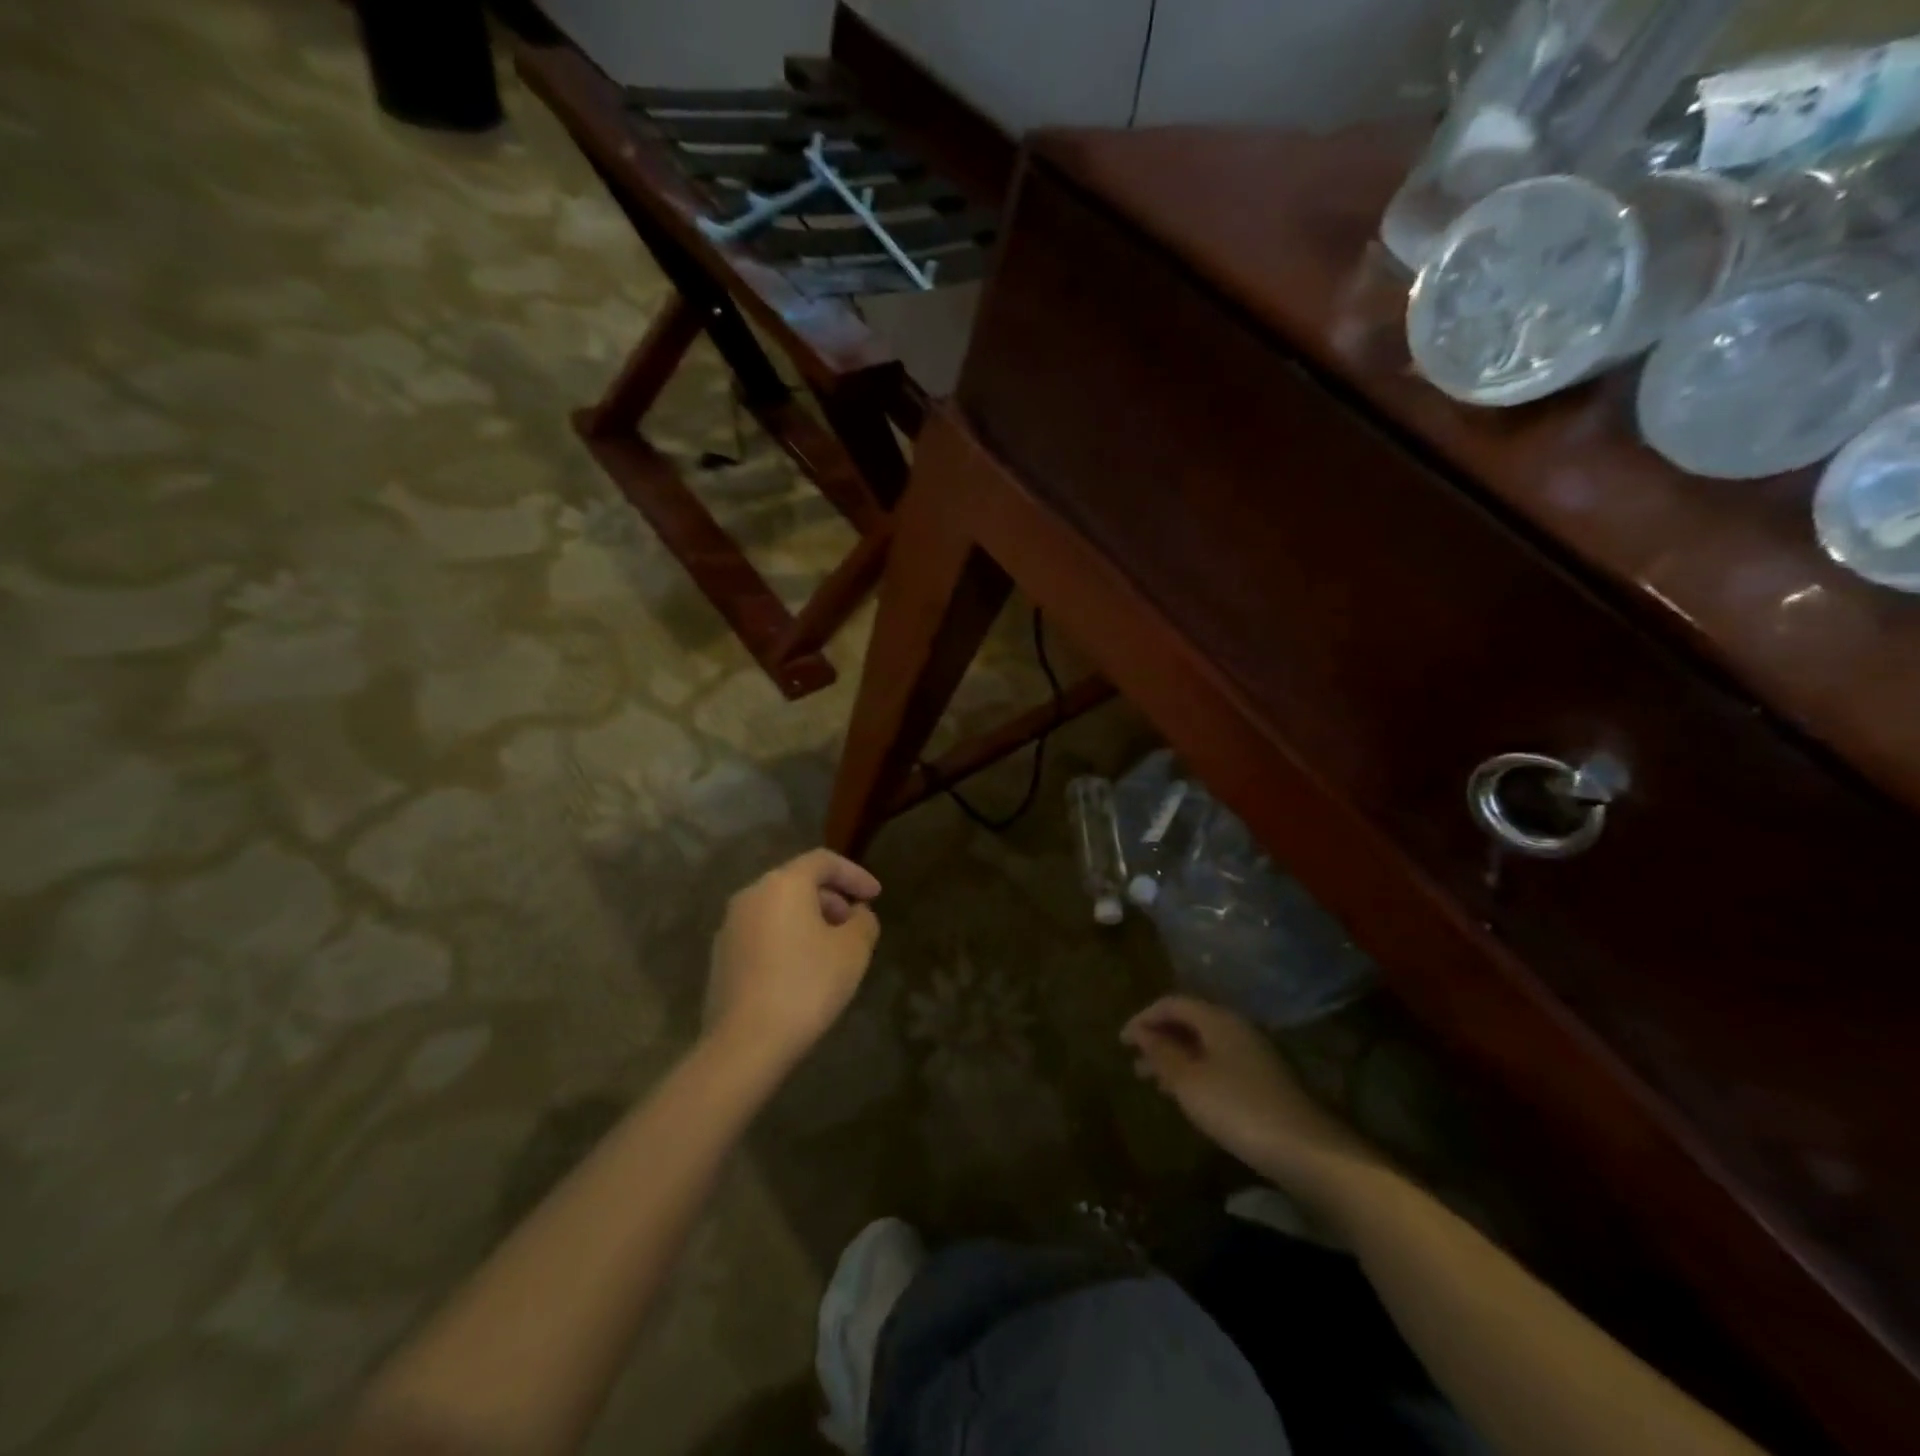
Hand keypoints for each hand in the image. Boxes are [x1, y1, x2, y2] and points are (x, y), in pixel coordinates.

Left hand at [706, 849, 882, 1066]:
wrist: (745, 1043)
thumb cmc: (806, 985)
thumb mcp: (853, 951)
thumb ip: (863, 922)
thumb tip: (857, 914)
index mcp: (783, 884)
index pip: (823, 861)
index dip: (854, 874)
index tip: (876, 896)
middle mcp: (751, 895)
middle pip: (797, 882)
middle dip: (832, 898)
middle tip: (855, 923)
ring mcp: (730, 926)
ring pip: (778, 908)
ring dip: (809, 919)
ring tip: (832, 949)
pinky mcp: (721, 957)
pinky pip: (762, 933)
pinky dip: (787, 938)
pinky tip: (802, 969)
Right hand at [1121, 995, 1370, 1185]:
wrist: (1308, 1151)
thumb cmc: (1238, 1109)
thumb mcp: (1189, 1082)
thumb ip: (1161, 1053)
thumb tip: (1140, 1032)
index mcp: (1218, 1019)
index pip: (1172, 1003)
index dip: (1143, 1018)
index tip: (1121, 1041)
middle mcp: (1237, 1028)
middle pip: (1189, 1021)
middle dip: (1158, 1038)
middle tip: (1133, 1061)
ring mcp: (1254, 1055)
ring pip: (1204, 1045)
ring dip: (1175, 1058)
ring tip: (1152, 1082)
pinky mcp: (1264, 1081)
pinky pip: (1218, 1064)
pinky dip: (1195, 1072)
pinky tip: (1186, 1097)